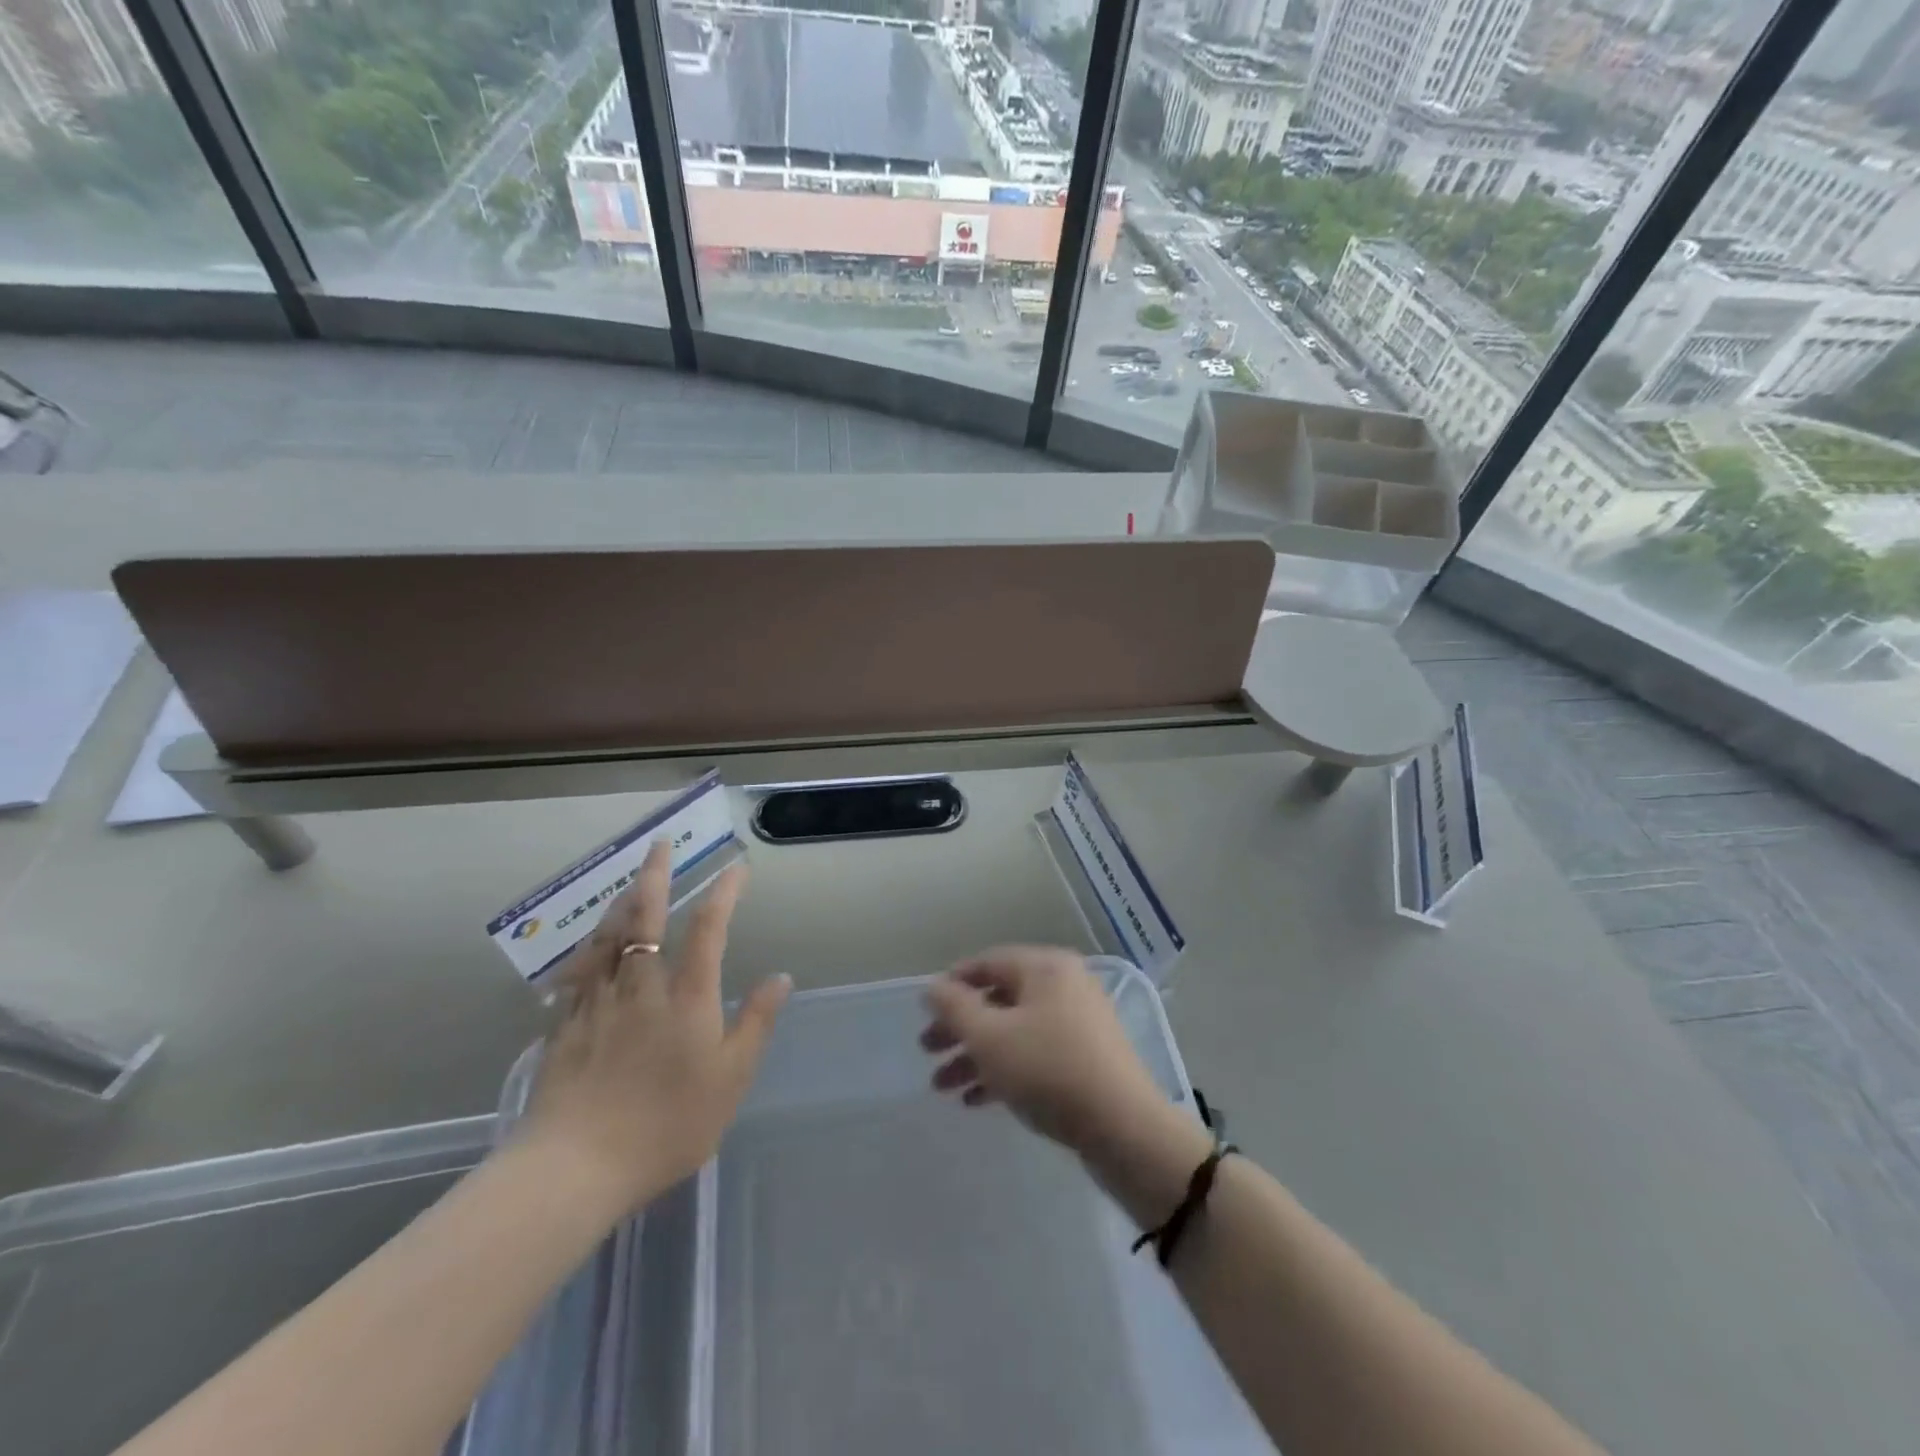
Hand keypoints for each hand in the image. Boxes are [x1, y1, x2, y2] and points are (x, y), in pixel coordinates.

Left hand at [520, 841, 789, 1216]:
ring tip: (630, 884)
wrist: (575, 1167)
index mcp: (686, 995)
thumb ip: (756, 1022)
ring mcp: (598, 1002)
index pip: (708, 928)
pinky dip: (590, 947)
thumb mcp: (730, 1078)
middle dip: (655, 875)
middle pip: (645, 917)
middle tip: (659, 845)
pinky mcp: (566, 1025)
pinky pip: (579, 971)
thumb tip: (780, 976)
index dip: (724, 893)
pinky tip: (590, 947)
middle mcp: (641, 985)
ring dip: (621, 902)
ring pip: (607, 937)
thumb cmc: (667, 1124)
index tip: (736, 868)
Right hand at [920, 946, 1164, 1155]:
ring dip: (976, 1055)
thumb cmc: (1048, 1069)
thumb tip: (933, 987)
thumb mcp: (990, 1037)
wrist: (1123, 1127)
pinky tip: (976, 1101)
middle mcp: (1064, 985)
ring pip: (1014, 1030)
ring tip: (943, 1087)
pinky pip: (1035, 1053)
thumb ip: (955, 1008)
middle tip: (927, 1052)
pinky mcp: (1086, 1057)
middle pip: (999, 999)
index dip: (952, 985)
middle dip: (959, 1027)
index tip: (924, 1012)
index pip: (987, 963)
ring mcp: (1079, 1021)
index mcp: (1045, 967)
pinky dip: (1005, 1070)